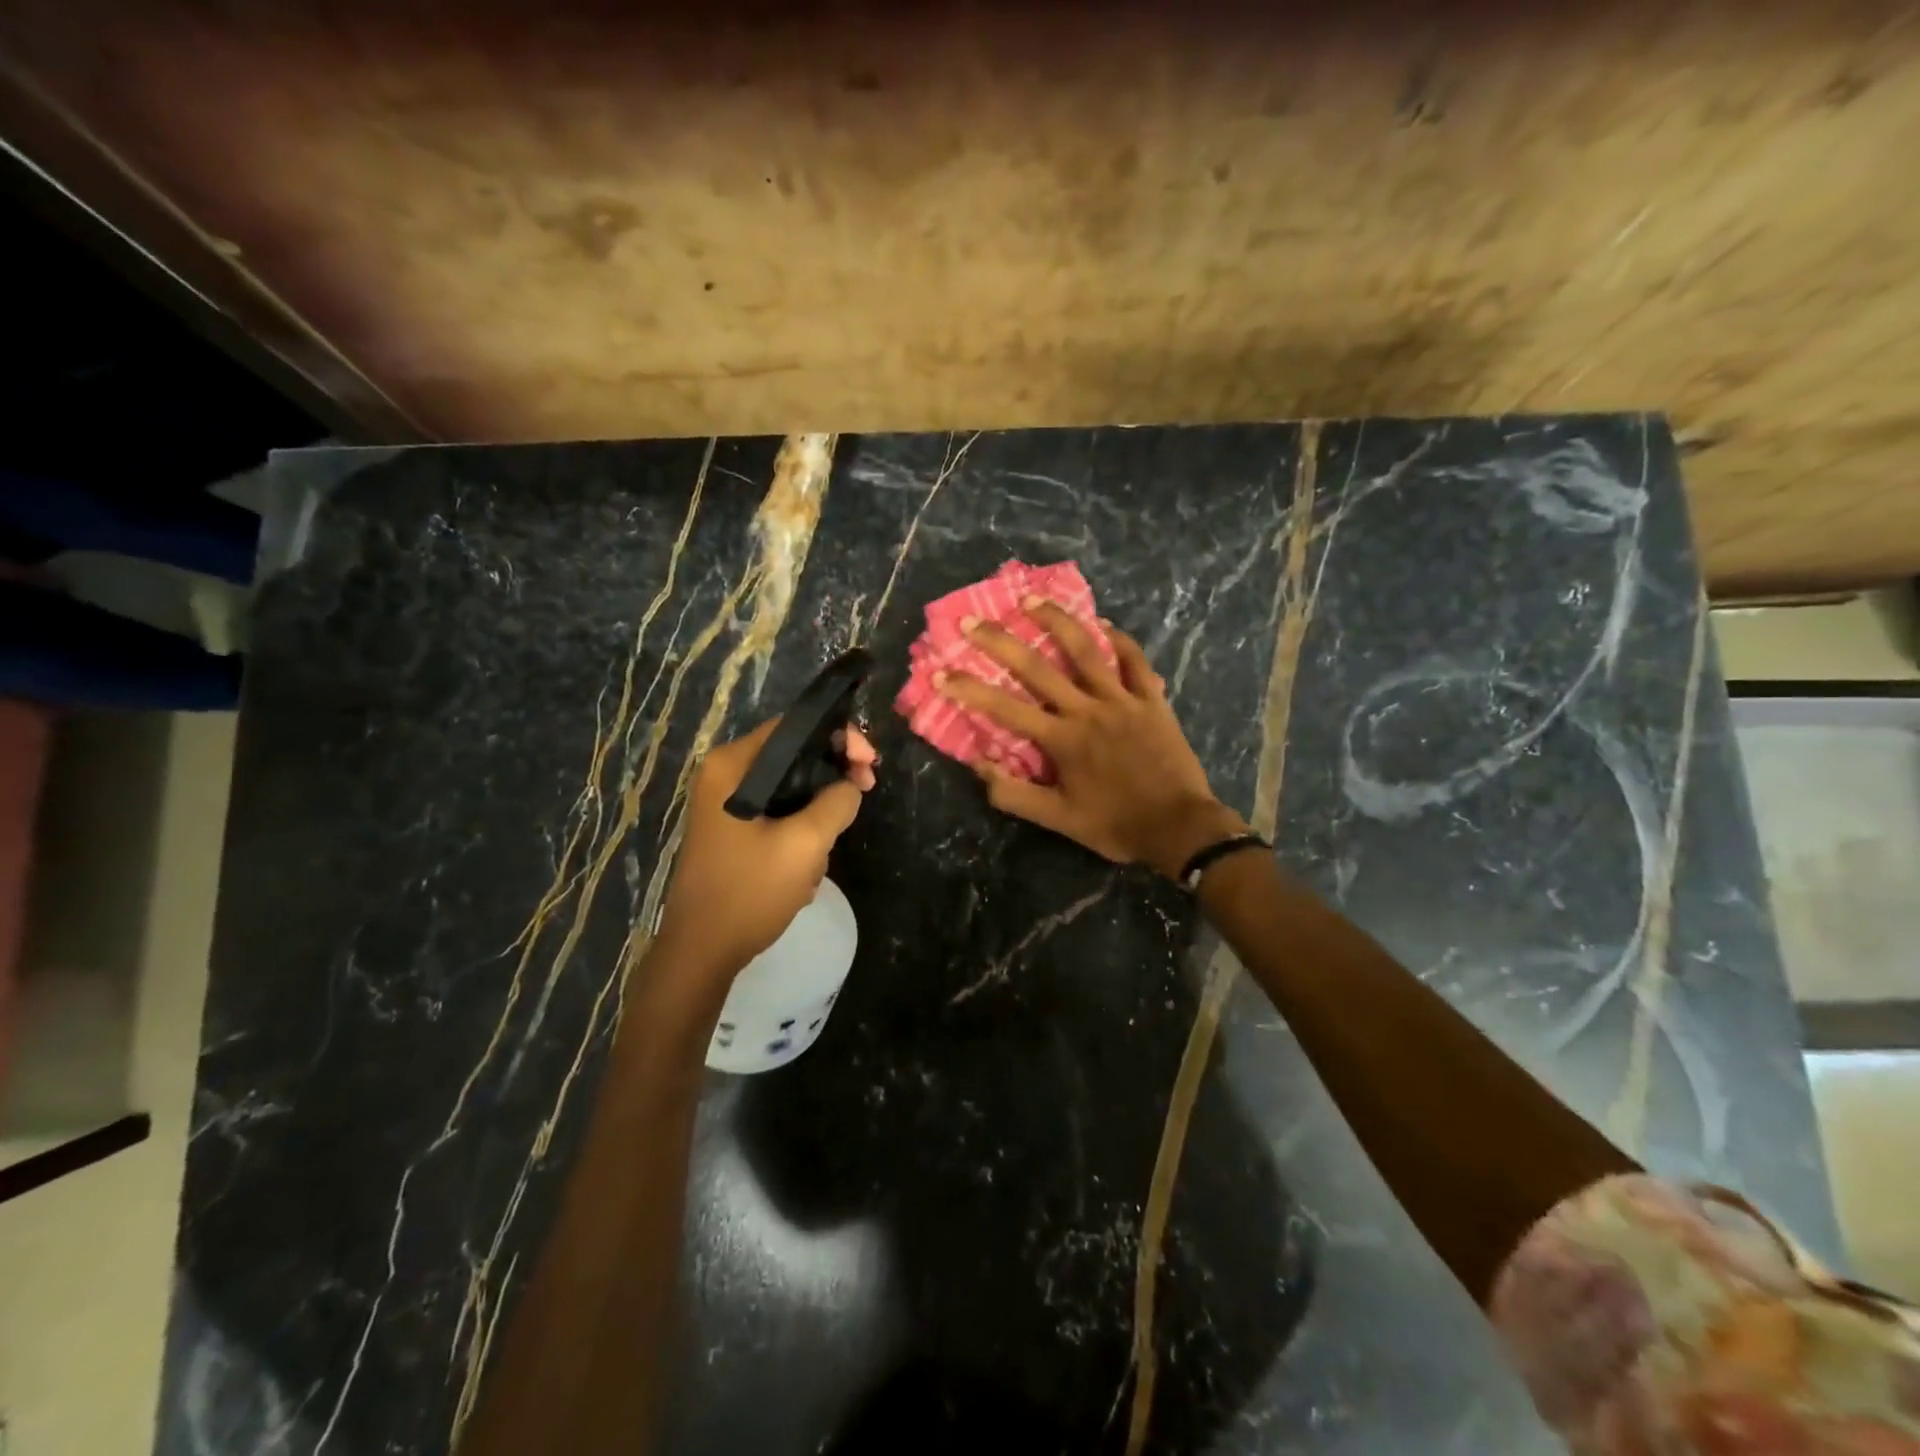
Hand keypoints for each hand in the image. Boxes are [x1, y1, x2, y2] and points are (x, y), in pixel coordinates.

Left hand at [654, 719, 877, 978]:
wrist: (701, 952)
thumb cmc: (749, 891)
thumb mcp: (806, 843)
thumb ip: (837, 802)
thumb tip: (851, 785)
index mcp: (732, 765)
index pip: (794, 727)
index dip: (840, 737)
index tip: (869, 766)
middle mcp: (724, 775)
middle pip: (793, 756)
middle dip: (831, 778)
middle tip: (862, 797)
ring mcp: (725, 805)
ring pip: (789, 789)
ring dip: (816, 814)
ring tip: (825, 851)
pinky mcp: (731, 831)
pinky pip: (777, 814)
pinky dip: (799, 832)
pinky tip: (804, 869)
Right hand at [936, 600, 1247, 877]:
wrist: (1179, 828)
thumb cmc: (1115, 825)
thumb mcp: (1058, 820)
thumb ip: (1014, 794)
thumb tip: (978, 765)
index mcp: (1061, 739)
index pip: (1005, 709)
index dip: (969, 690)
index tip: (940, 674)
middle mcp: (1087, 710)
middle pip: (1037, 667)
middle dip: (1000, 642)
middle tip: (972, 621)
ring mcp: (1122, 700)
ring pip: (1087, 651)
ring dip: (1057, 622)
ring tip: (1032, 600)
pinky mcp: (1153, 700)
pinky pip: (1136, 662)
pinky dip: (1121, 641)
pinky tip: (1105, 625)